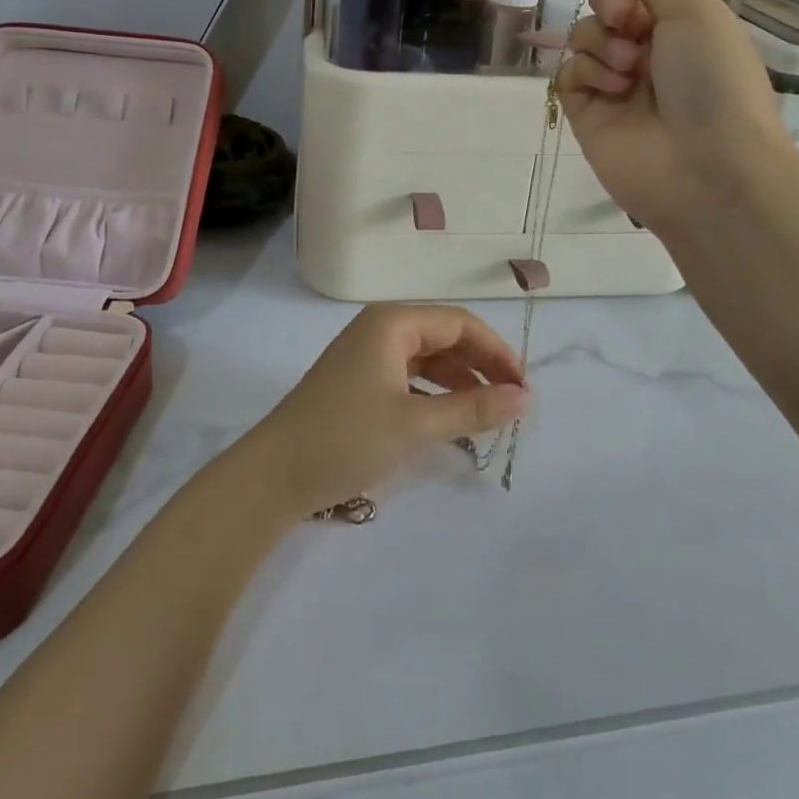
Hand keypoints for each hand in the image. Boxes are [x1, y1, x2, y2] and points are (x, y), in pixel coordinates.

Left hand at [239, 305, 527, 521]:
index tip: (524, 388)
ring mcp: (367, 354)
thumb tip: (525, 398)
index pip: (460, 324)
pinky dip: (435, 394)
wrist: (273, 475)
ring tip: (490, 414)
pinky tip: (452, 421)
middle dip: (481, 367)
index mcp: (393, 322)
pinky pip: (410, 377)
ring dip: (460, 382)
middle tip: (513, 404)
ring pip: (429, 359)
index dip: (496, 352)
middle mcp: (381, 328)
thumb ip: (473, 408)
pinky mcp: (359, 380)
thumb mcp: (415, 424)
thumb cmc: (346, 438)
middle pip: (445, 337)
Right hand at [559, 0, 791, 236]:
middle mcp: (649, 44)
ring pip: (583, 32)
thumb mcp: (692, 9)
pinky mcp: (587, 110)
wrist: (707, 174)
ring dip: (603, 42)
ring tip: (630, 73)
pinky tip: (611, 93)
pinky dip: (587, 74)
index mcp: (684, 16)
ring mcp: (616, 79)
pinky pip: (568, 71)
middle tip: (633, 24)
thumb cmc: (714, 84)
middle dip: (612, 2)